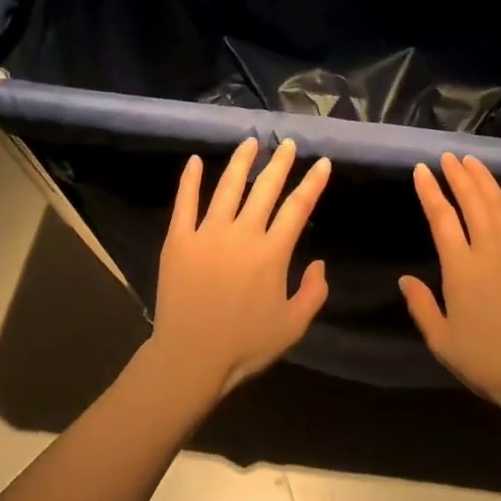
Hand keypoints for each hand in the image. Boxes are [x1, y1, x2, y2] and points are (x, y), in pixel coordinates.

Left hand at [151, 138, 332, 396]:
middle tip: (288, 144)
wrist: (190, 358)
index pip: (298, 208)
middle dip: (280, 163)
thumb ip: (314, 293)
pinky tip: (196, 161)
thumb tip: (319, 262)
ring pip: (227, 187)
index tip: (321, 163)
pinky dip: (190, 179)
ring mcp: (207, 233)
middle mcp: (241, 234)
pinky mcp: (178, 240)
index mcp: (272, 252)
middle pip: (264, 188)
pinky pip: (184, 202)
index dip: (312, 183)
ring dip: (241, 162)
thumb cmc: (245, 345)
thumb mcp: (293, 326)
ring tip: (251, 142)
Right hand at [398, 153, 500, 412]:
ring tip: (474, 162)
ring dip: (486, 181)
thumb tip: (405, 279)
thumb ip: (421, 306)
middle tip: (448, 158)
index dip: (430, 192)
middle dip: (457, 177)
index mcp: (461, 267)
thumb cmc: (487, 362)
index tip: (421, 170)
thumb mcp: (442, 341)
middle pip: (472, 203)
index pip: (441, 218)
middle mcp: (490, 250)